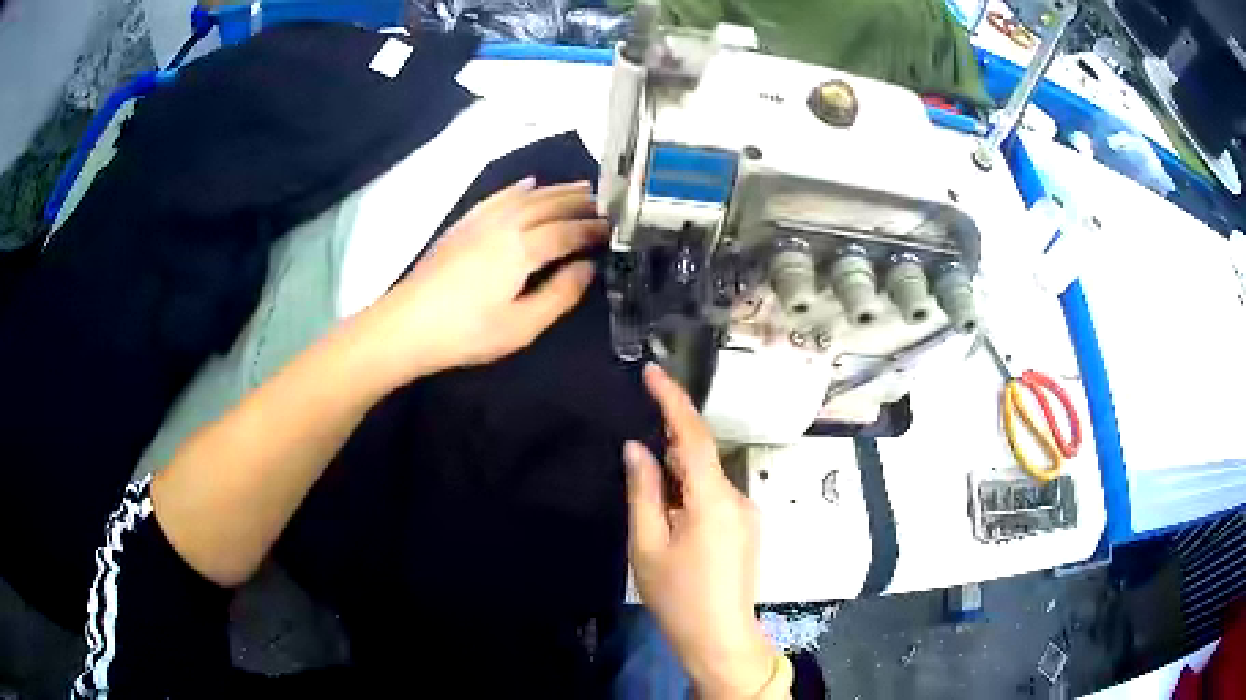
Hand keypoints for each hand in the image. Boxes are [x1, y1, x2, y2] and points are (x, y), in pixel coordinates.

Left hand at [364, 178, 606, 382]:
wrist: (407, 324)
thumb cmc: (466, 333)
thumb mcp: (521, 326)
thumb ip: (559, 295)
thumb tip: (587, 268)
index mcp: (523, 249)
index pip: (567, 231)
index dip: (592, 229)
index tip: (614, 229)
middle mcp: (505, 225)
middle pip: (549, 206)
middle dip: (580, 202)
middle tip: (606, 202)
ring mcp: (481, 220)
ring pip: (526, 196)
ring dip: (555, 190)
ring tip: (580, 187)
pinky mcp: (463, 224)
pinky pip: (497, 196)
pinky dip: (518, 188)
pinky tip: (529, 184)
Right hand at [625, 364, 776, 698]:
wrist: (719, 638)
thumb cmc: (677, 596)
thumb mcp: (647, 545)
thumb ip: (643, 491)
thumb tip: (636, 448)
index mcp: (712, 499)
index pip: (693, 436)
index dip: (673, 400)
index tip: (652, 372)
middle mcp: (737, 497)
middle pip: (701, 456)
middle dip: (670, 446)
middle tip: (637, 453)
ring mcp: (746, 513)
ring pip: (707, 478)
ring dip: (679, 475)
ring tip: (651, 499)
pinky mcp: (746, 528)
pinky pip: (715, 496)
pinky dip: (691, 493)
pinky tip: (672, 516)